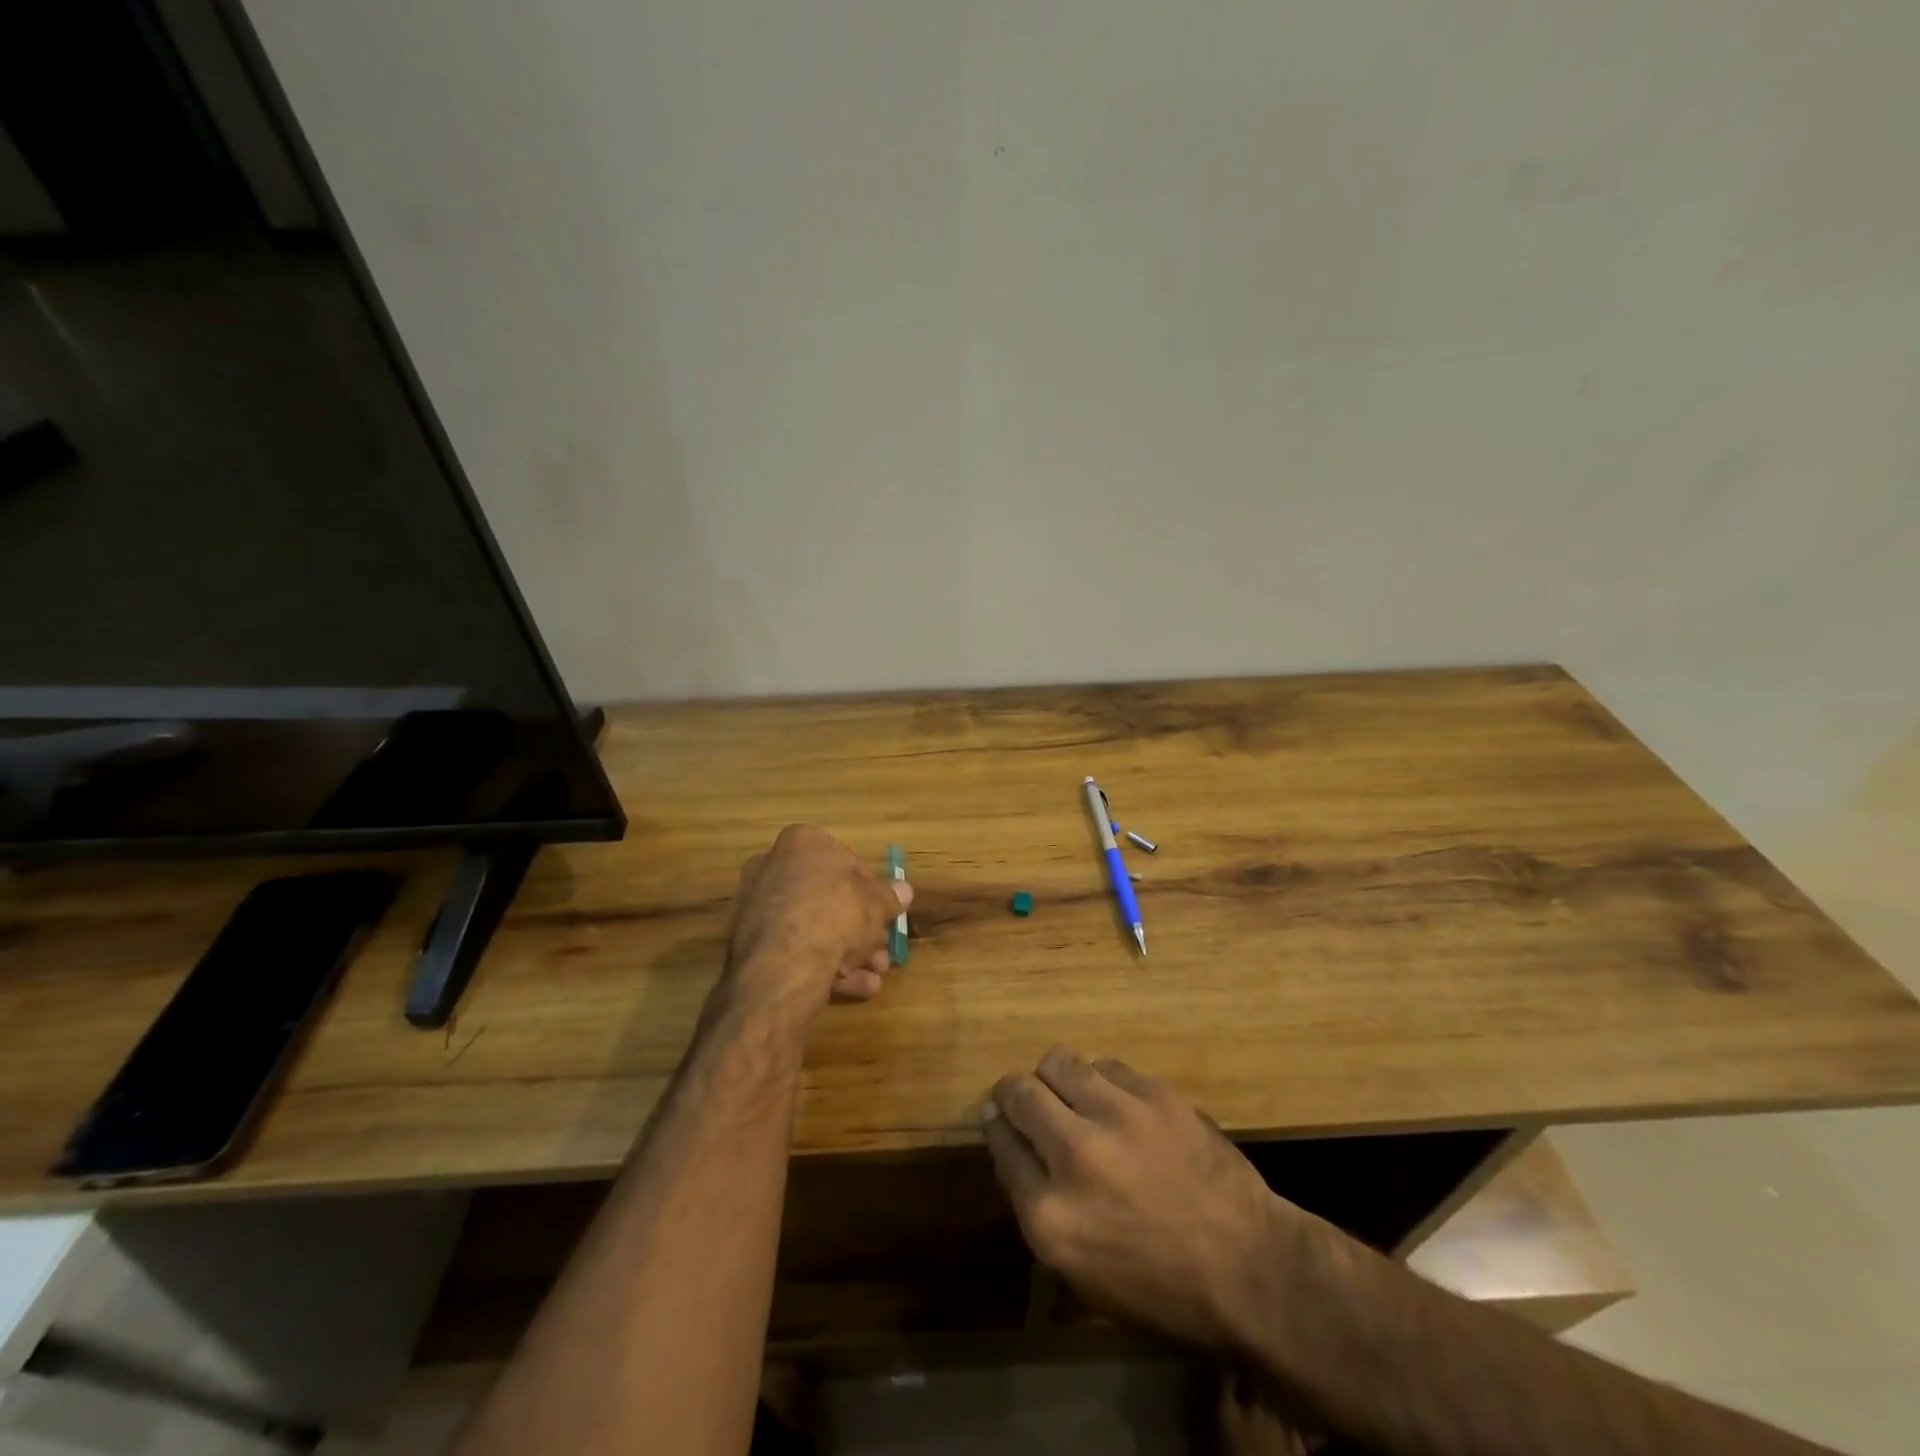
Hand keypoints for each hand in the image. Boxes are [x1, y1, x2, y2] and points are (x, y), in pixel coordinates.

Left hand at [721, 824, 911, 1023]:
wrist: (784, 965)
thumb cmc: (835, 915)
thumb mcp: (877, 904)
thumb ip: (890, 896)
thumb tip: (903, 890)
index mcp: (801, 843)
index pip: (845, 860)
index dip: (871, 888)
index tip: (885, 911)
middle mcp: (772, 867)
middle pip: (828, 897)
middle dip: (860, 926)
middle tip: (882, 948)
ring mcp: (756, 907)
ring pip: (812, 927)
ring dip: (848, 950)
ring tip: (875, 973)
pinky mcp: (749, 944)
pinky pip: (794, 949)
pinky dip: (823, 965)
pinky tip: (854, 986)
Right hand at [982, 1045, 1289, 1350]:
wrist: (1249, 1268)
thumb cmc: (1160, 1288)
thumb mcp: (1080, 1272)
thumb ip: (1037, 1205)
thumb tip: (1012, 1142)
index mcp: (1050, 1215)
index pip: (1000, 1144)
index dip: (996, 1126)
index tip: (999, 1119)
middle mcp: (1074, 1155)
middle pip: (1020, 1093)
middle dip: (1013, 1093)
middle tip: (1024, 1098)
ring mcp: (1117, 1117)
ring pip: (1059, 1062)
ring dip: (1055, 1077)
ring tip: (1069, 1092)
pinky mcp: (1154, 1094)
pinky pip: (1107, 1066)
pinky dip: (1101, 1080)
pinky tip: (1115, 1102)